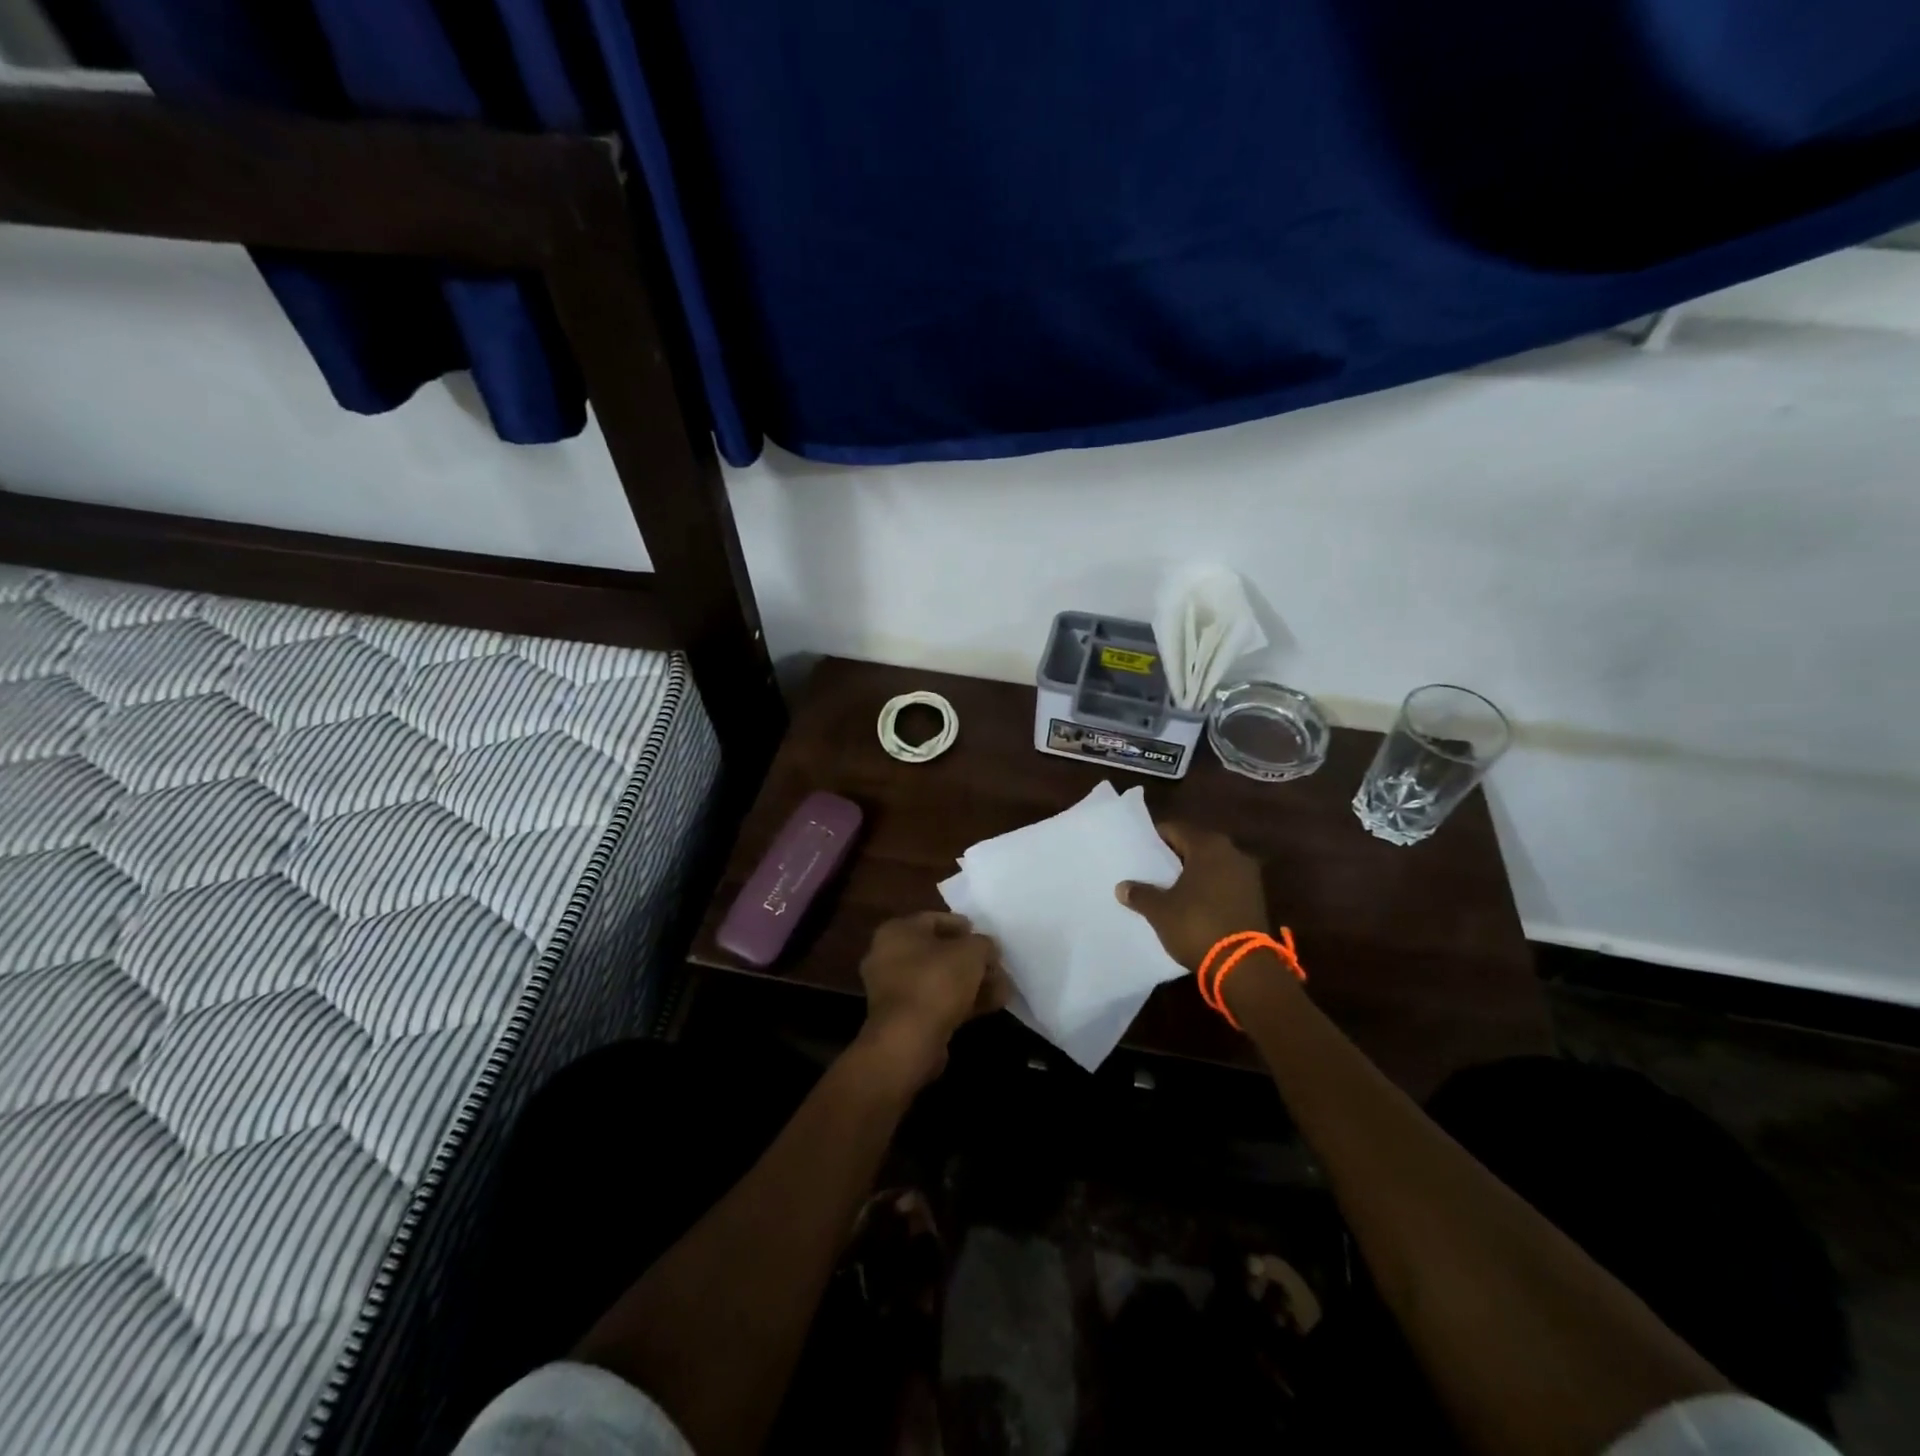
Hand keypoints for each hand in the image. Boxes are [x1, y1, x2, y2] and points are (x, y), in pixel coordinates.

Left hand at [857, 911, 1009, 1085]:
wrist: (908, 1040)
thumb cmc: (936, 981)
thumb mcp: (970, 952)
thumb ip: (983, 944)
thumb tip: (988, 948)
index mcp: (897, 931)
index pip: (934, 920)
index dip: (963, 926)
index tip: (987, 937)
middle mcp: (889, 956)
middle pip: (939, 952)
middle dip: (972, 960)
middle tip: (997, 966)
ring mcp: (894, 990)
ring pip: (940, 979)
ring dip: (972, 983)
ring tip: (1004, 989)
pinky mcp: (904, 1019)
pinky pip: (937, 1002)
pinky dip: (962, 1002)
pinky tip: (992, 1006)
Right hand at [1115, 821, 1268, 970]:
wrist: (1243, 966)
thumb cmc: (1197, 925)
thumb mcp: (1160, 911)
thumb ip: (1140, 894)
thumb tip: (1122, 887)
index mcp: (1208, 846)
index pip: (1175, 830)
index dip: (1155, 839)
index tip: (1139, 851)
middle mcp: (1232, 853)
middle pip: (1195, 846)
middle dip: (1175, 857)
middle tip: (1151, 869)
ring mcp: (1248, 876)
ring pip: (1212, 866)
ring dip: (1194, 874)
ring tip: (1170, 889)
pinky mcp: (1256, 899)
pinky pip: (1225, 884)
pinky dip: (1209, 890)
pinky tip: (1193, 905)